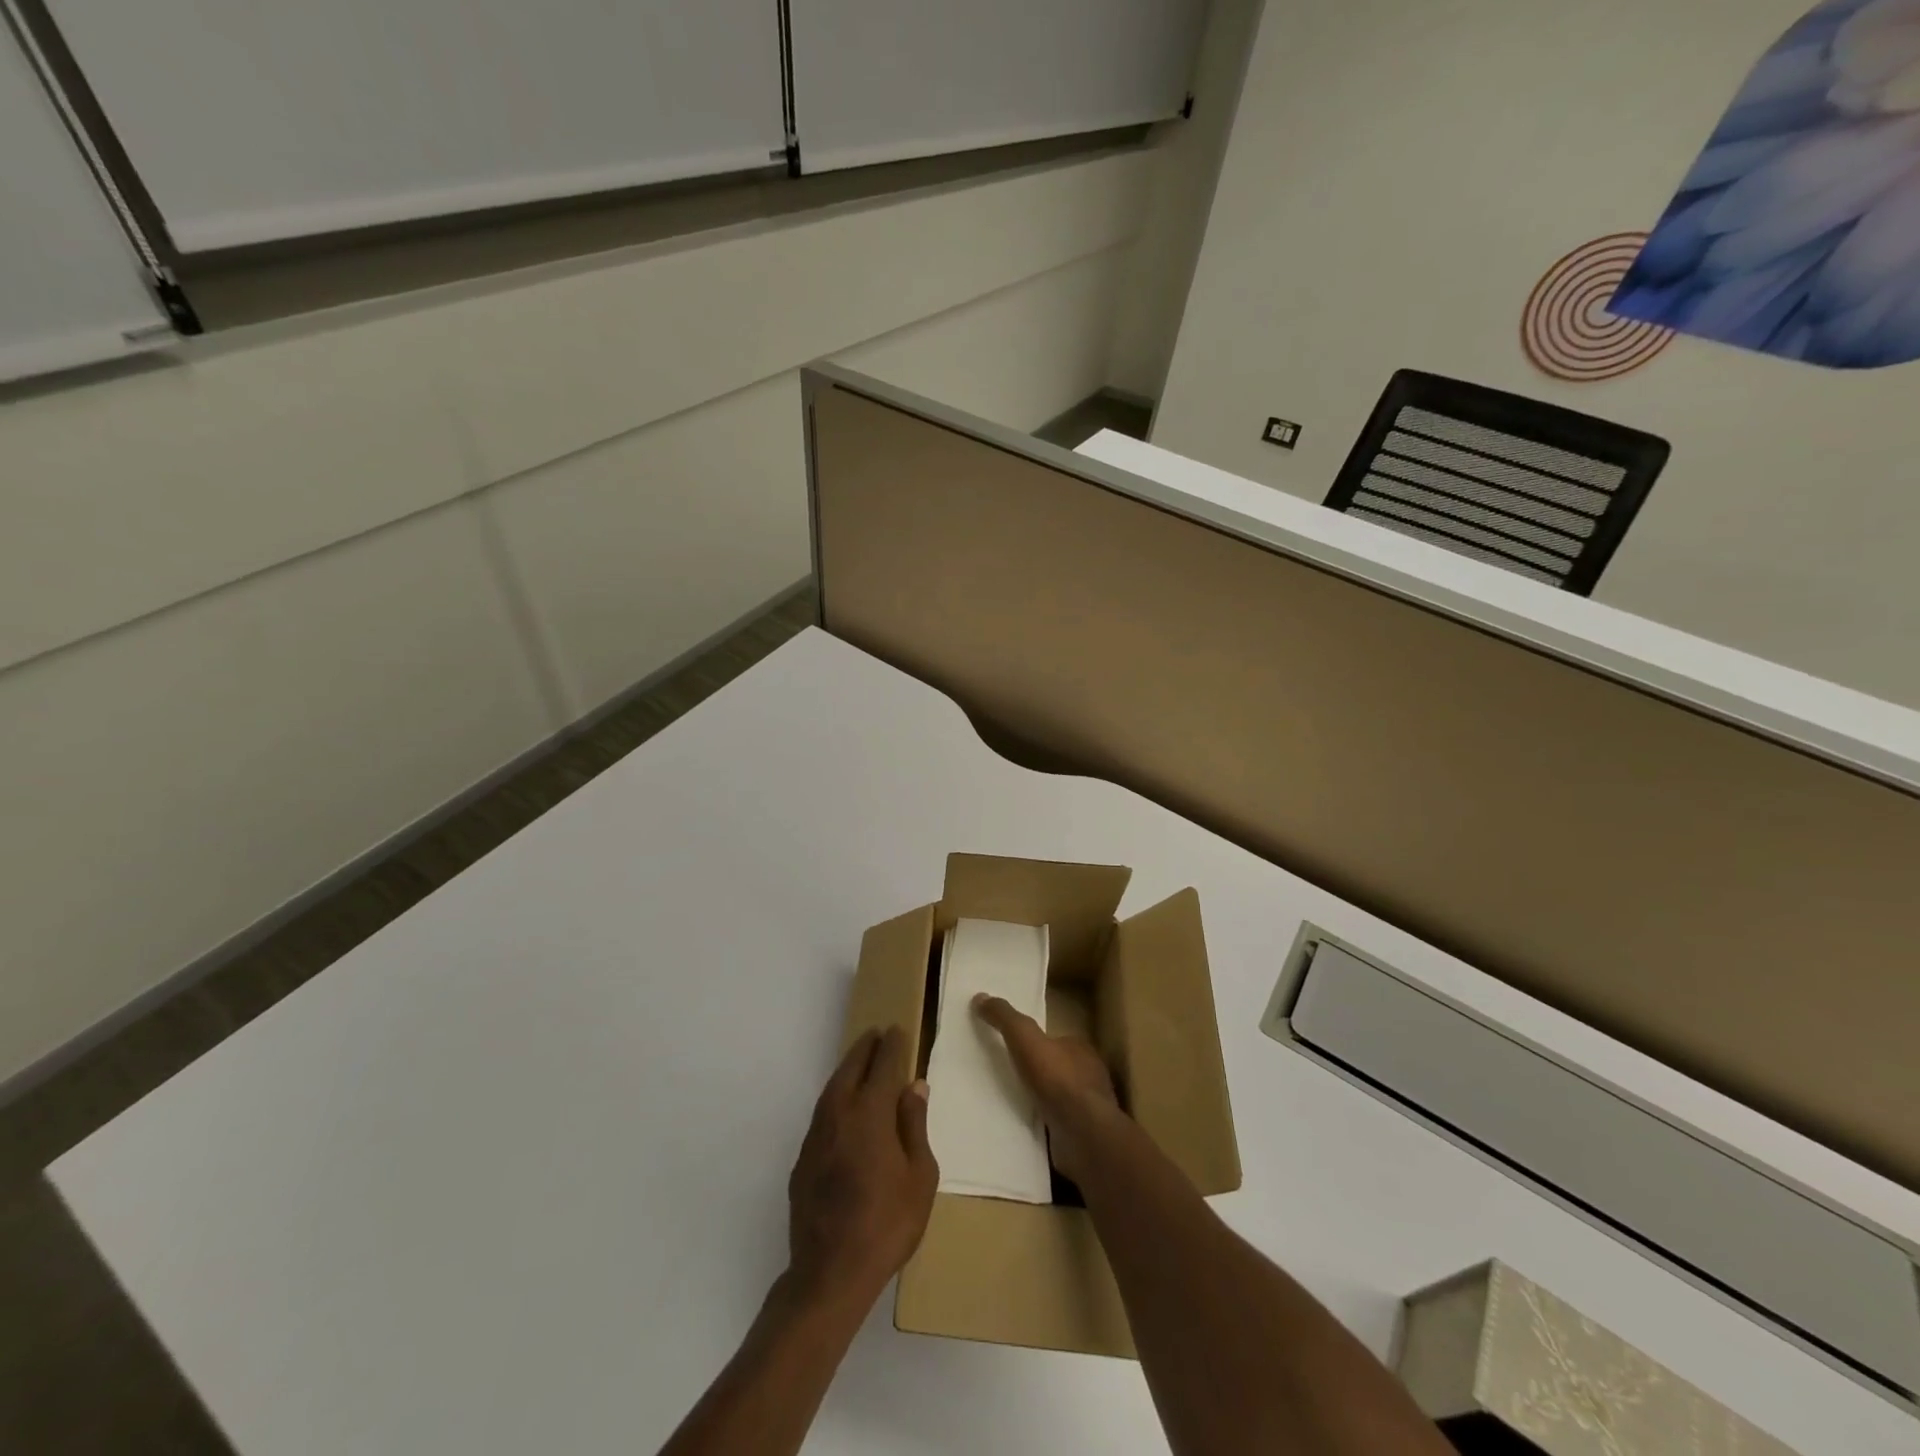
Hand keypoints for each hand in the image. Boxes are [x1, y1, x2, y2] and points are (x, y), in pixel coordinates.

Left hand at [785, 1026, 937, 1311]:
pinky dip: (836, 1098)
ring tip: (860, 1062)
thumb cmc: (887, 1224)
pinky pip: (822, 1113)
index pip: (882, 1066)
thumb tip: (913, 1086)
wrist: (830, 1273)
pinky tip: (844, 1108)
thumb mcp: (920, 1177)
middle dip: (865, 1049)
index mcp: (870, 1113)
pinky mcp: (803, 1159)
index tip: (896, 1030)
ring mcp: (816, 1136)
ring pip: (832, 1088)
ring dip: (847, 1070)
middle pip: (851, 1069)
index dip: (891, 1045)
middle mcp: (839, 1114)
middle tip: (876, 1035)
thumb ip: (915, 1126)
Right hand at [972, 994, 1121, 1183]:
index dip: (1036, 1043)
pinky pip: (1057, 1126)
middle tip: (1007, 1078)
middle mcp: (1089, 1076)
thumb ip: (1005, 1017)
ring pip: (1058, 1099)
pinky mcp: (1082, 1136)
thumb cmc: (1057, 1078)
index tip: (1014, 1049)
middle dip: (1037, 1073)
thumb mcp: (1024, 1037)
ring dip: (1039, 1101)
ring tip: (1010, 1104)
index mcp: (1080, 1049)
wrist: (1082, 1134)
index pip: (1056, 1041)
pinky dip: (1042, 1126)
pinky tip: (1023, 1129)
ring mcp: (1088, 1109)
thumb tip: (980, 997)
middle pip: (1058, 1069)